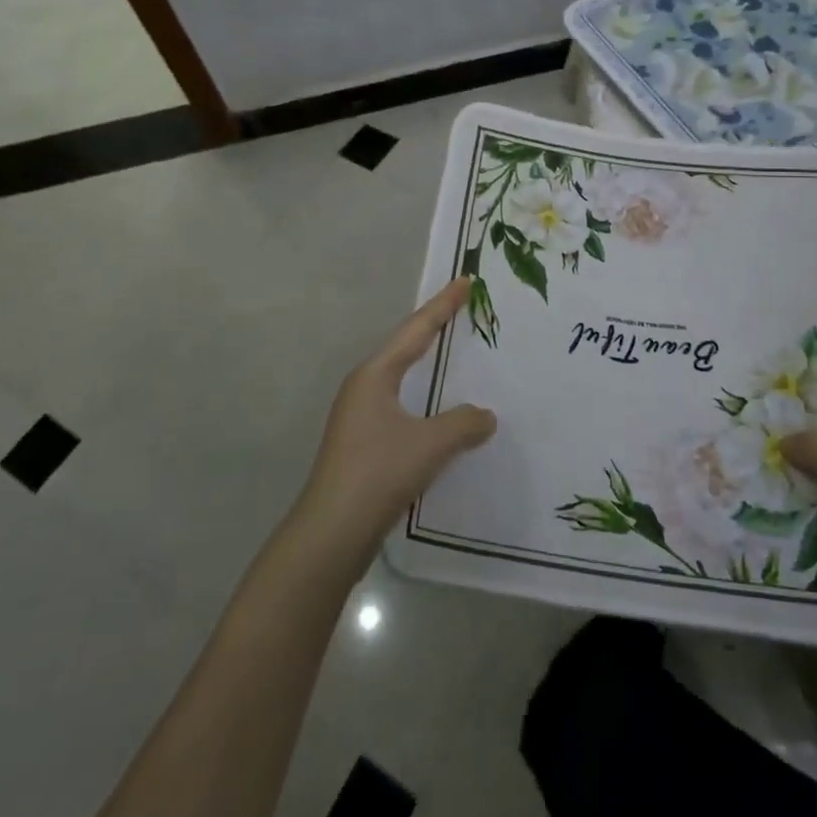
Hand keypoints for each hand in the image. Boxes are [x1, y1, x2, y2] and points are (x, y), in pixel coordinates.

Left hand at [296, 278, 497, 555]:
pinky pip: (401, 407)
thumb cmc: (378, 473)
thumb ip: (464, 423)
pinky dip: (423, 399)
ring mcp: (359, 418)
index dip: (443, 304)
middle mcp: (364, 388)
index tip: (465, 281)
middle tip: (461, 309)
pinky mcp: (362, 446)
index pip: (416, 329)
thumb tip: (485, 417)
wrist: (330, 536)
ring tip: (453, 355)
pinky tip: (439, 414)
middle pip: (405, 348)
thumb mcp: (431, 443)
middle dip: (434, 328)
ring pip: (401, 380)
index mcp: (375, 375)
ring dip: (427, 366)